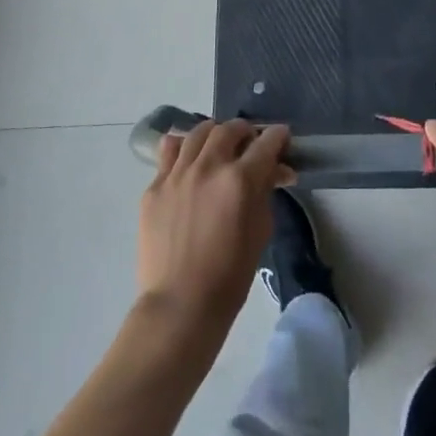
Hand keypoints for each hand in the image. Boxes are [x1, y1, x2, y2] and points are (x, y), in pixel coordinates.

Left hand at [137, 119, 292, 339]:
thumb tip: (275, 170)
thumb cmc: (230, 275)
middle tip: (250, 142)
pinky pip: (168, 153)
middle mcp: (208, 167)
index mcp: (240, 179)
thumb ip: (266, 192)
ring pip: (197, 134)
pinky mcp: (154, 187)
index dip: (278, 136)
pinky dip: (183, 150)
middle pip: (229, 129)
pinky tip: (189, 161)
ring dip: (214, 134)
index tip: (282, 138)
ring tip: (218, 145)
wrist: (180, 305)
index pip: (266, 142)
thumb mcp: (260, 231)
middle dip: (245, 131)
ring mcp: (177, 174)